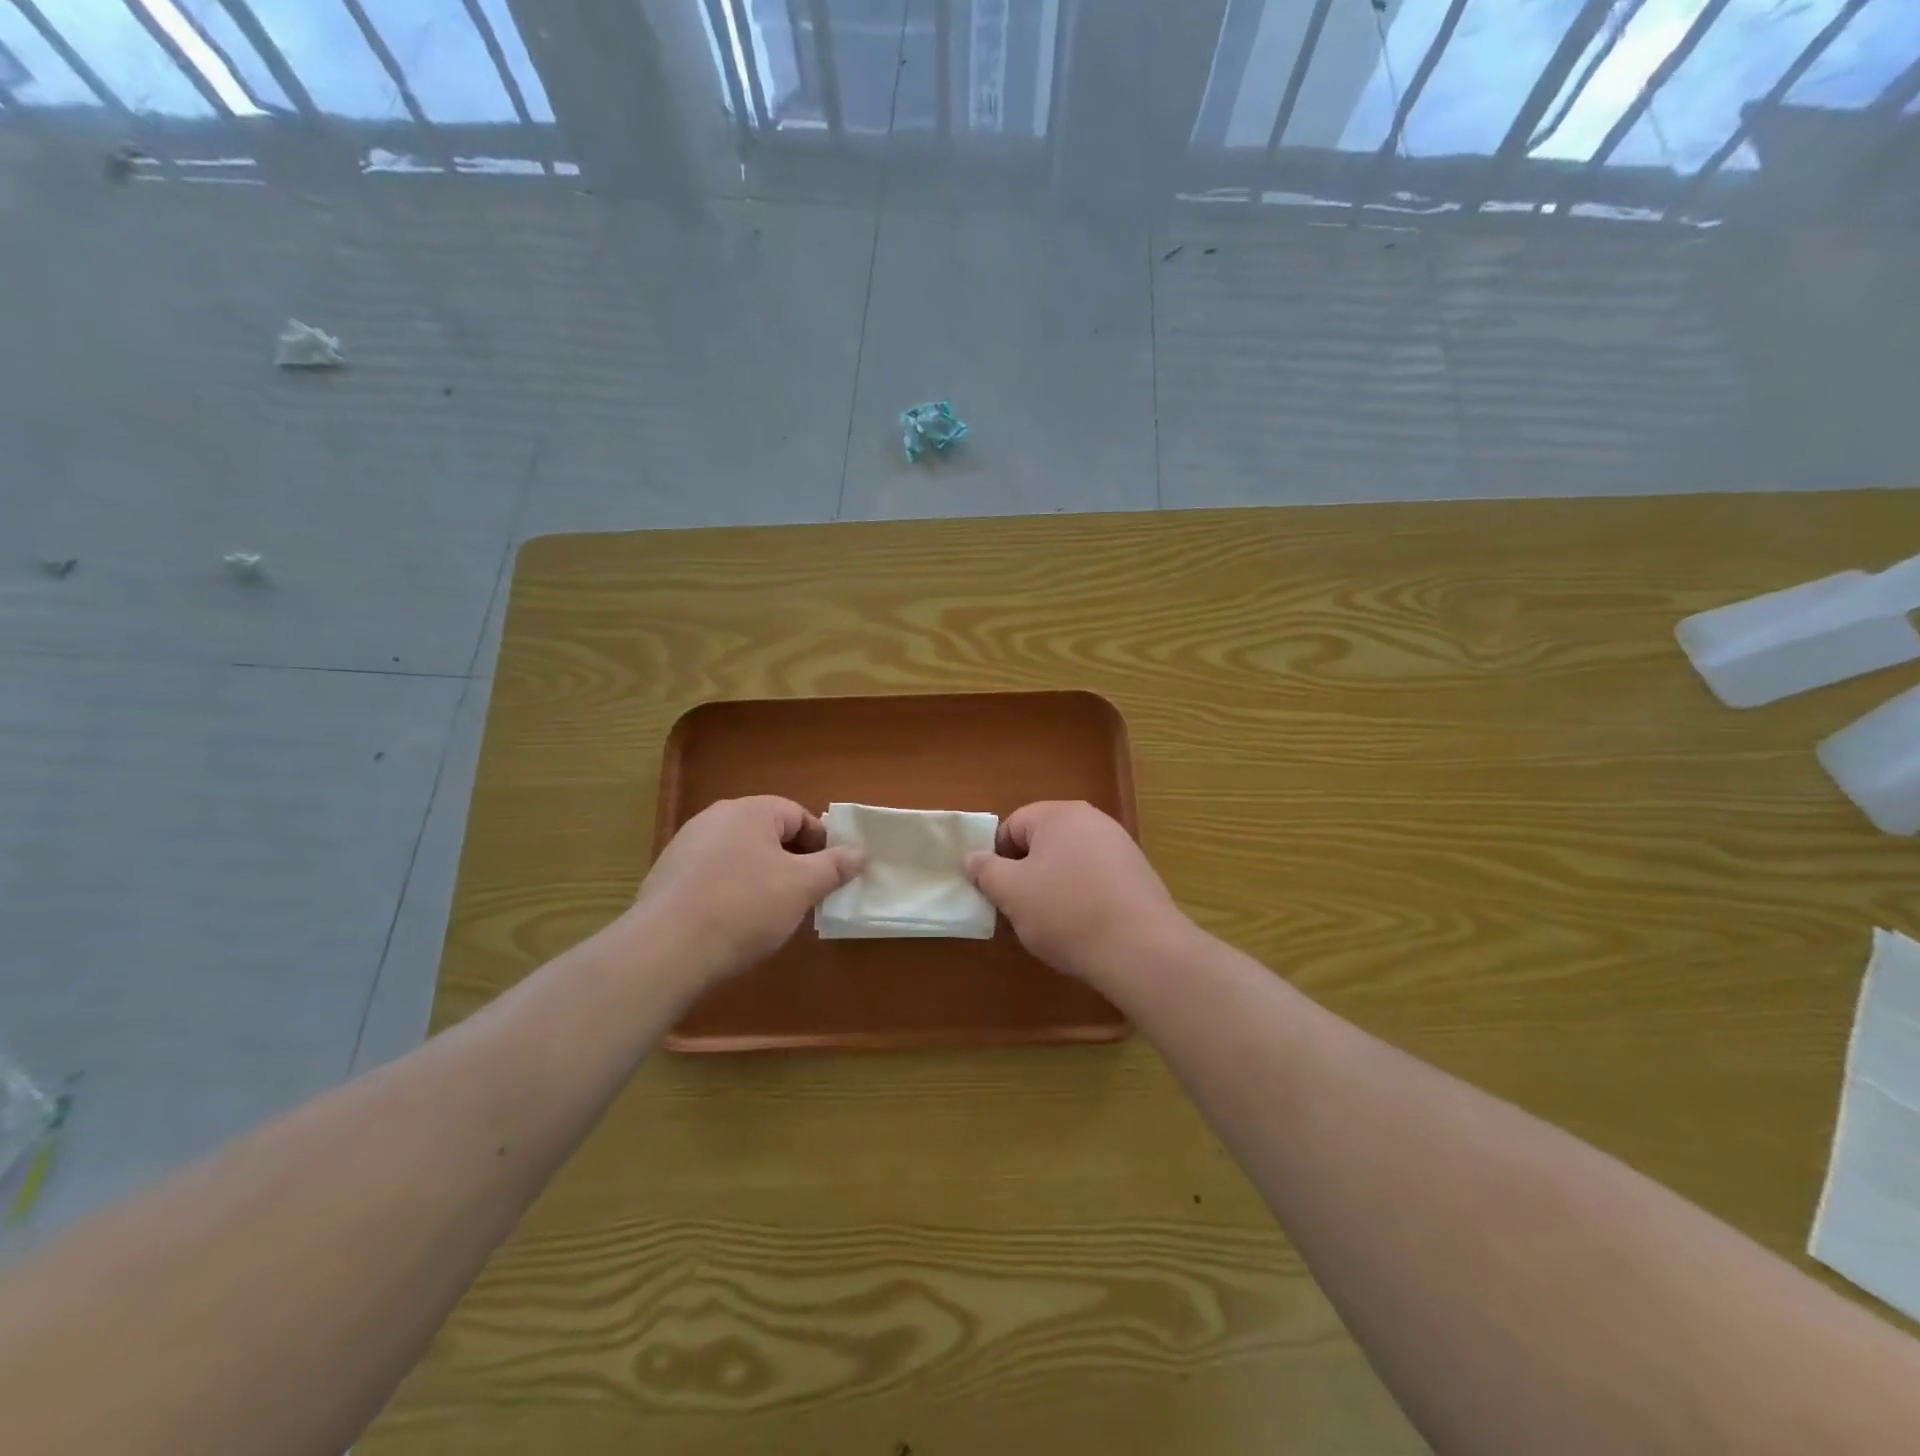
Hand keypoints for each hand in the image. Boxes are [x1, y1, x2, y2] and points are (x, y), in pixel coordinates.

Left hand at [633, 796, 862, 987]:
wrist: (666, 949)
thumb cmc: (744, 906)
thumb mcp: (802, 887)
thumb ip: (835, 866)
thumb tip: (859, 853)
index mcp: (749, 811)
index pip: (797, 815)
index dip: (821, 843)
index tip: (831, 875)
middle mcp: (714, 819)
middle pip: (767, 834)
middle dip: (792, 862)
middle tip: (806, 895)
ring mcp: (685, 848)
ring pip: (740, 856)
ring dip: (762, 878)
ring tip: (772, 913)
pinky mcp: (666, 878)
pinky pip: (713, 877)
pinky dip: (731, 892)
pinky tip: (734, 923)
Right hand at [965, 801, 1193, 988]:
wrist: (1141, 949)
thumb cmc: (1066, 912)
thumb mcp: (1011, 892)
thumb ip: (986, 870)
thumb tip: (973, 857)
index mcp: (1060, 815)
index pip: (1013, 826)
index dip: (998, 858)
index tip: (998, 891)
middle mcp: (1093, 820)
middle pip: (1043, 842)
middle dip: (1027, 873)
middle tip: (1021, 908)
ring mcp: (1121, 847)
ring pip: (1070, 862)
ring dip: (1055, 886)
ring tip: (1053, 922)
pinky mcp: (1139, 875)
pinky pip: (1096, 879)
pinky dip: (1083, 897)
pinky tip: (1084, 927)